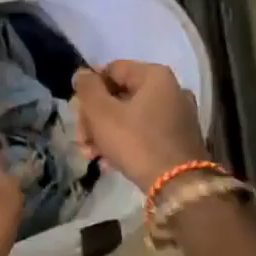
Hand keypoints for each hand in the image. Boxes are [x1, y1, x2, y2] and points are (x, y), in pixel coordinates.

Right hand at [72, 60, 206, 187]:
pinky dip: (124, 143)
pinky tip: (108, 162)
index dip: (89, 89)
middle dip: (94, 118)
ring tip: (90, 154)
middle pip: (119, 96)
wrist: (178, 186)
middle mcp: (171, 90)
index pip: (111, 70)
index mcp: (155, 76)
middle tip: (81, 139)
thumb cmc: (136, 141)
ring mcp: (178, 116)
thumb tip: (81, 73)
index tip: (76, 111)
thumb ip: (87, 88)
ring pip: (129, 117)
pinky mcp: (179, 139)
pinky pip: (144, 133)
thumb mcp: (101, 113)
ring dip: (104, 133)